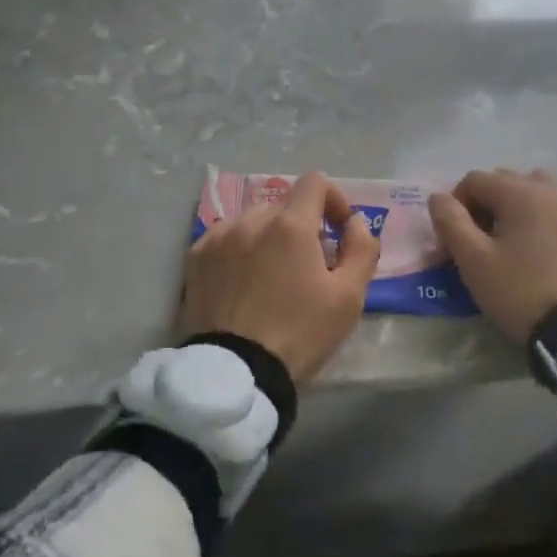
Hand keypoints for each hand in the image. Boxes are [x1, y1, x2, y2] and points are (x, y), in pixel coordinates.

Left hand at [179, 172, 381, 384]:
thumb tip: (356, 222)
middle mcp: (250, 220)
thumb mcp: (349, 297)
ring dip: (270, 236)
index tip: (339, 231)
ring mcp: (217, 238)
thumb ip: (362, 249)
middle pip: (284, 204)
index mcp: (290, 225)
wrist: (237, 373)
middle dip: (303, 225)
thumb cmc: (300, 334)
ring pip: (253, 220)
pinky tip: (244, 282)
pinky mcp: (195, 259)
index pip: (315, 182)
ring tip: (274, 275)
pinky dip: (240, 249)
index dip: (334, 200)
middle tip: (310, 264)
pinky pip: (225, 238)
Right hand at [430, 168, 556, 342]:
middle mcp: (551, 189)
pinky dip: (540, 219)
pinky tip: (536, 251)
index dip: (456, 206)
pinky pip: (556, 210)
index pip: (474, 180)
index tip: (456, 240)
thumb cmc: (518, 290)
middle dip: (485, 205)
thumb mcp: (473, 260)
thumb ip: (450, 222)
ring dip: (515, 207)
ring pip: (534, 191)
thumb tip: (438, 198)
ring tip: (510, 241)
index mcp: (521, 191)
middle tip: (480, 242)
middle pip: (505, 181)